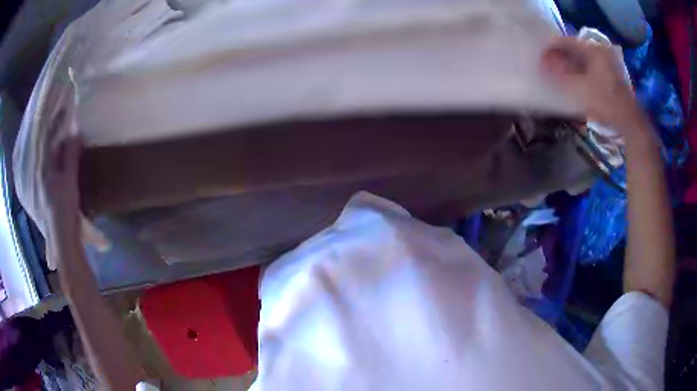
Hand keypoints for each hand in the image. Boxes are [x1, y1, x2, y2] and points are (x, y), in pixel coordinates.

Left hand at [39, 108, 81, 231]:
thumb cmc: (63, 207)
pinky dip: (57, 160)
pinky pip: (52, 169)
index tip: (64, 108)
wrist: (62, 237)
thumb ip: (70, 156)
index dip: (55, 123)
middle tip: (64, 120)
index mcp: (44, 168)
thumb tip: (75, 132)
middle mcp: (41, 173)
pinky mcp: (49, 192)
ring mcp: (45, 184)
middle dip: (54, 133)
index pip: (48, 139)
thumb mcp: (69, 180)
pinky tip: (62, 159)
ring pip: (49, 158)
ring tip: (63, 136)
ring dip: (56, 147)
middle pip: (47, 148)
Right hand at [541, 36, 647, 135]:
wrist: (629, 121)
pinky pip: (587, 66)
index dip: (551, 49)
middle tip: (547, 66)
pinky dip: (577, 70)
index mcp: (593, 49)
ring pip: (580, 58)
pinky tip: (570, 78)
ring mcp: (605, 62)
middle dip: (559, 57)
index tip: (540, 58)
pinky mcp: (607, 73)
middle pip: (573, 49)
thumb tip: (544, 67)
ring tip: (556, 73)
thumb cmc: (606, 103)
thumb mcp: (581, 89)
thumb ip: (561, 76)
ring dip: (567, 64)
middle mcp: (598, 51)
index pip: (566, 42)